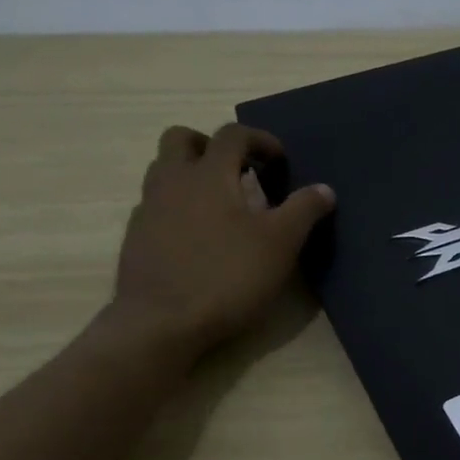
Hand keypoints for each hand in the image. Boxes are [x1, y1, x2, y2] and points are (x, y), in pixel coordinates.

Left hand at [103, 123, 334, 358]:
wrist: (161, 324)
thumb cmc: (227, 276)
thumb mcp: (280, 244)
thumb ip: (304, 210)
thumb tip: (324, 189)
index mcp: (209, 174)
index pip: (232, 134)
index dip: (259, 139)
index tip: (279, 161)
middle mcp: (172, 182)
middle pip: (181, 139)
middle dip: (211, 145)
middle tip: (238, 170)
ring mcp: (148, 209)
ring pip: (163, 171)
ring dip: (191, 174)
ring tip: (220, 203)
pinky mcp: (136, 239)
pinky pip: (156, 206)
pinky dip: (178, 207)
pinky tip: (199, 237)